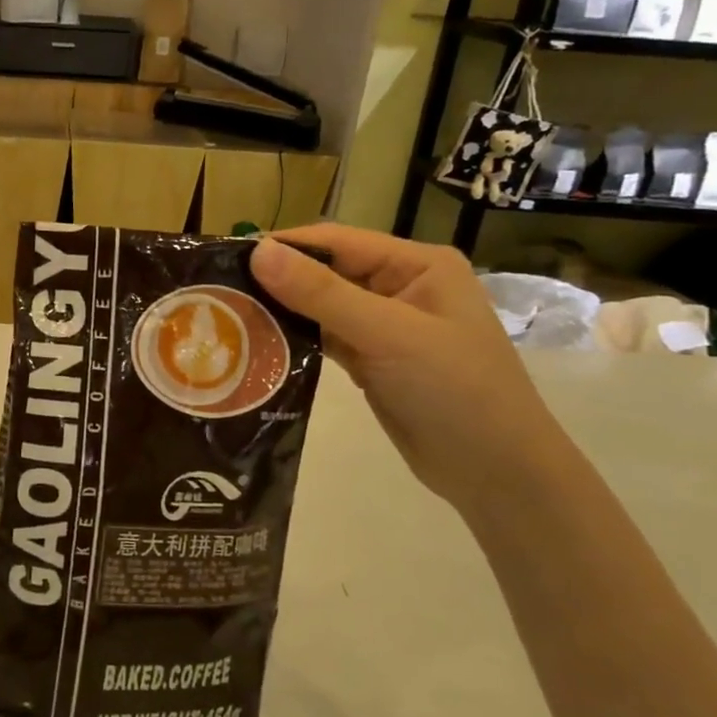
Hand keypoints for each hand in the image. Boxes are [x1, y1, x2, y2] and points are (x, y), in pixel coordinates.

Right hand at [250, 226, 572, 516]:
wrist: (498, 475)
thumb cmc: (455, 391)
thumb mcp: (388, 335)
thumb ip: (321, 293)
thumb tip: (258, 252)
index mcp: (416, 265)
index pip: (337, 242)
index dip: (284, 247)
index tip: (227, 258)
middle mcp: (400, 287)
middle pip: (326, 273)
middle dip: (278, 281)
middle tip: (218, 292)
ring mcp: (385, 326)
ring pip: (321, 308)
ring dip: (282, 313)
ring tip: (228, 317)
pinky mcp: (372, 361)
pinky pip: (325, 339)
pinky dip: (296, 341)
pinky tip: (259, 346)